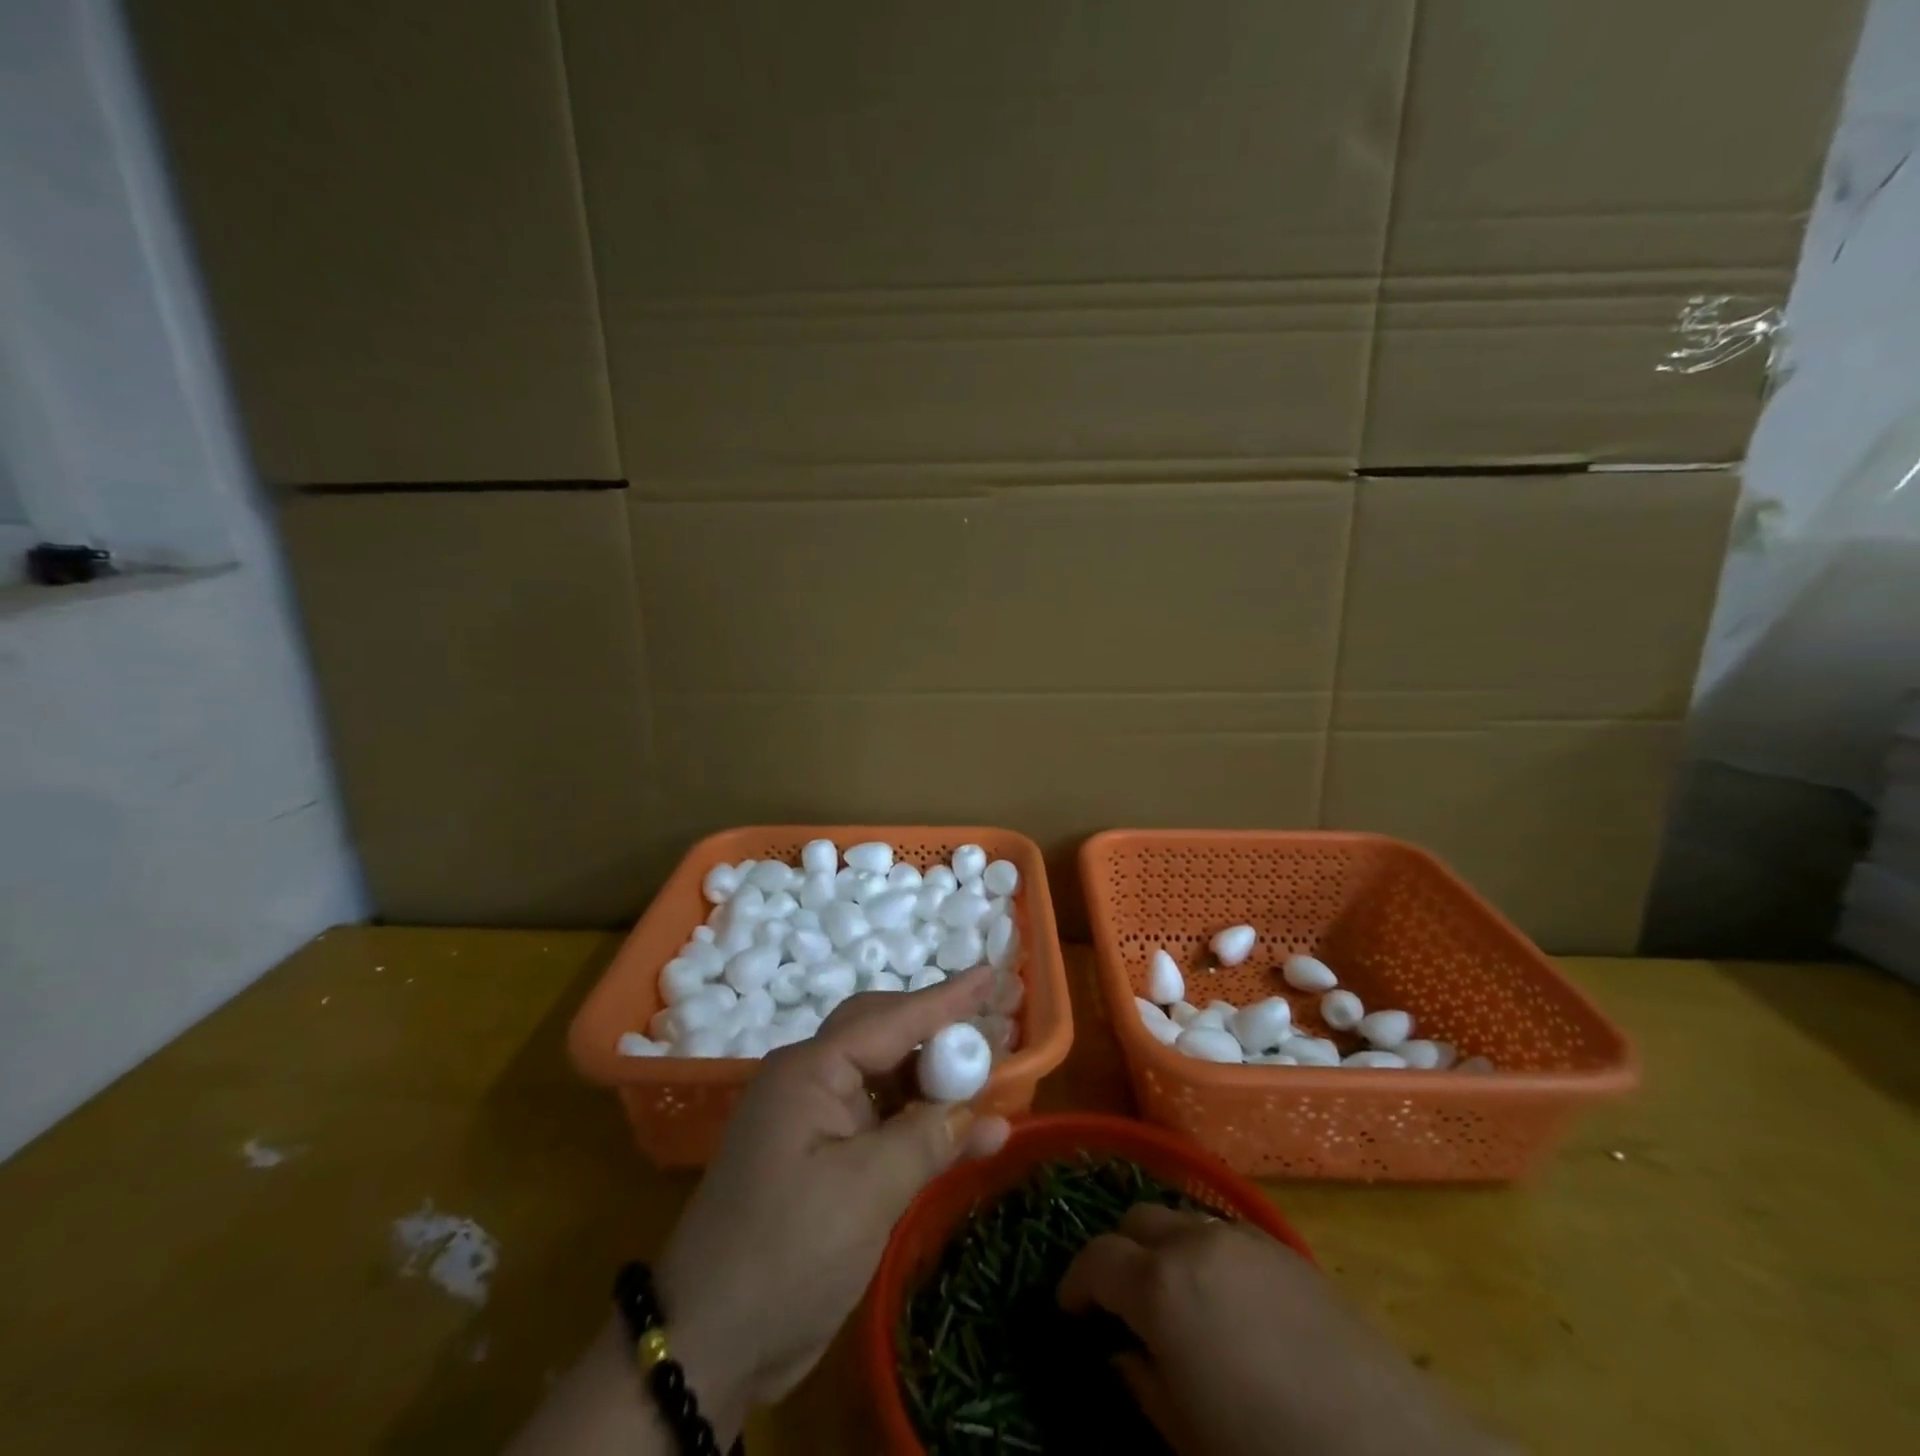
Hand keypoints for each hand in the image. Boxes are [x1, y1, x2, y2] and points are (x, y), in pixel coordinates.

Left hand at [657, 968, 1011, 1439]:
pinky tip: (969, 1135)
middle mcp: (811, 1081)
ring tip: (989, 1078)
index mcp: (810, 1071)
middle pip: (885, 1037)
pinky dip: (922, 1125)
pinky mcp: (823, 1158)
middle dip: (938, 1033)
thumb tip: (979, 1110)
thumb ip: (926, 1140)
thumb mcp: (866, 1192)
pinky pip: (882, 1122)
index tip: (989, 974)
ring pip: (887, 1079)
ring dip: (936, 1083)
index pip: (891, 1020)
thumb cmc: (785, 1254)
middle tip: (991, 1029)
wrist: (705, 1346)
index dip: (946, 998)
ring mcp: (815, 1120)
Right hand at [1059, 1206, 1502, 1455]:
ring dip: (1163, 1246)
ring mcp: (1244, 1238)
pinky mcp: (1287, 1249)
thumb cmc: (1270, 1455)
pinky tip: (1226, 1299)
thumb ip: (1142, 1384)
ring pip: (1181, 1217)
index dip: (1076, 1283)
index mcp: (1160, 1285)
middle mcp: (1195, 1241)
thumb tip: (1122, 1353)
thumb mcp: (1187, 1438)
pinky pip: (1226, 1232)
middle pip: (1137, 1221)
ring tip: (1174, 1297)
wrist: (1391, 1452)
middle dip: (1119, 1253)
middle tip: (1120, 1301)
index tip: (1070, 1310)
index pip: (1097, 1259)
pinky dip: (1206, 1250)